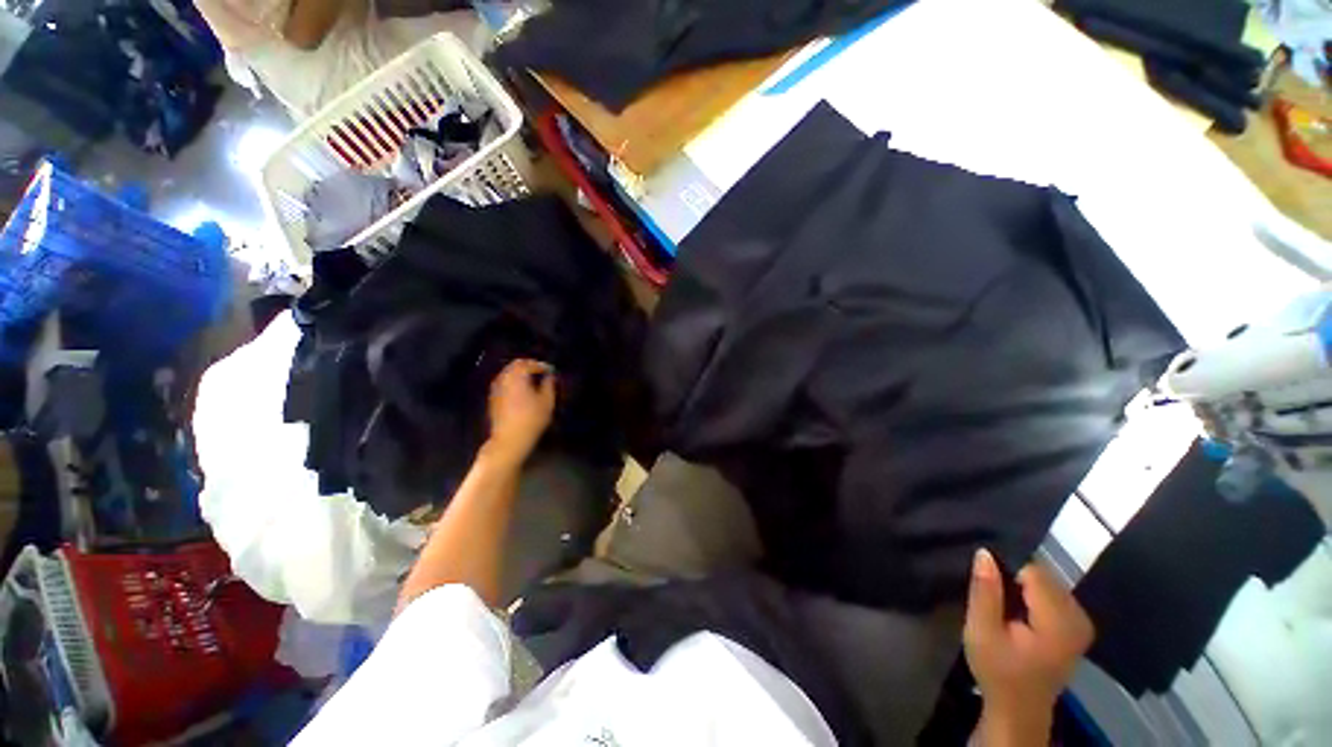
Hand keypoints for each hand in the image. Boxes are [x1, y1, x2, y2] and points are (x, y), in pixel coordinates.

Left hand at [485, 359, 555, 466]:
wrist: (509, 440)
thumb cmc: (531, 420)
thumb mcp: (547, 402)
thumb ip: (549, 385)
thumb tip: (549, 376)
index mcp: (517, 377)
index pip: (528, 363)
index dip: (540, 365)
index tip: (550, 370)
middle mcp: (503, 379)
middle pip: (514, 365)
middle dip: (528, 366)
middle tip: (541, 372)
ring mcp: (496, 389)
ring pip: (507, 373)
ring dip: (519, 373)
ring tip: (532, 380)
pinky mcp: (493, 399)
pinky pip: (503, 383)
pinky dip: (512, 382)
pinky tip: (521, 391)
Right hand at [964, 549, 1093, 744]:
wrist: (1019, 709)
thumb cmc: (997, 671)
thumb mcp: (981, 631)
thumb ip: (985, 591)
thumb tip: (985, 552)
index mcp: (1059, 621)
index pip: (1033, 572)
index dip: (1005, 570)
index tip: (985, 582)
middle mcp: (1079, 617)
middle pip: (1044, 576)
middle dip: (1015, 577)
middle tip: (991, 595)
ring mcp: (1082, 622)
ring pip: (1048, 582)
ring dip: (1023, 586)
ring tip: (1002, 603)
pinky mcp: (1078, 626)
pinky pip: (1053, 593)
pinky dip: (1033, 594)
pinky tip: (1018, 611)